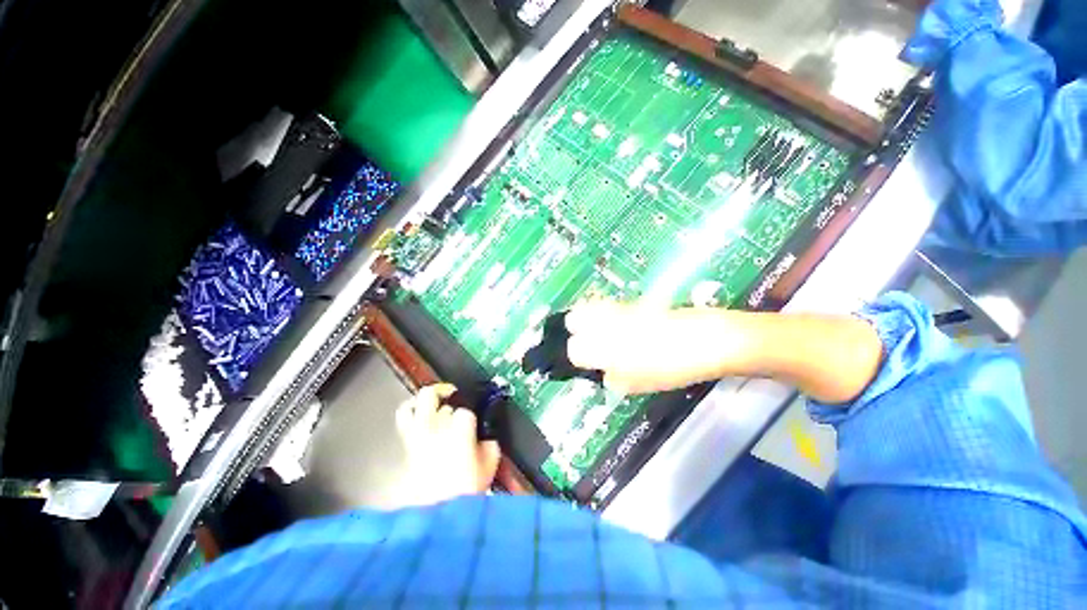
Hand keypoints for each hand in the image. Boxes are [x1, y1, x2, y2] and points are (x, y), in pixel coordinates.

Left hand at [396, 384, 500, 504]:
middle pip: (446, 402)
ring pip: (423, 398)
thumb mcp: (489, 465)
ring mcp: (420, 429)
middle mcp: (439, 423)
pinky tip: (419, 411)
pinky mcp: (407, 439)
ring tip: (440, 401)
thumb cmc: (465, 489)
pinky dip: (411, 407)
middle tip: (459, 409)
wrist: (435, 513)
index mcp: (461, 427)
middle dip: (454, 405)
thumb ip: (489, 444)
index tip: (474, 431)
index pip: (466, 412)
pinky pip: (404, 413)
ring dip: (433, 397)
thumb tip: (485, 438)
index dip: (472, 420)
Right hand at [565, 300, 738, 394]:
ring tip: (607, 332)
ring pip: (591, 308)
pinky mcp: (633, 301)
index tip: (587, 360)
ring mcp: (619, 310)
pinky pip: (611, 306)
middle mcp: (606, 325)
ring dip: (593, 319)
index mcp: (605, 350)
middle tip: (591, 341)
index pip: (574, 349)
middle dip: (577, 329)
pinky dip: (610, 314)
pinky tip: (626, 325)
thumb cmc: (673, 368)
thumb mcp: (641, 385)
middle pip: (574, 318)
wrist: (707, 340)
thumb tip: (606, 373)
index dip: (578, 355)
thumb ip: (616, 379)